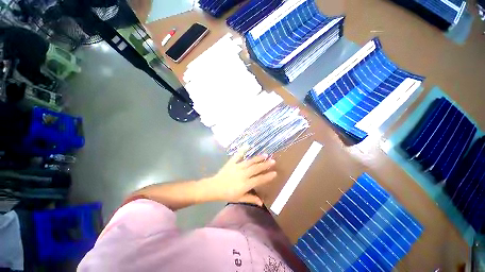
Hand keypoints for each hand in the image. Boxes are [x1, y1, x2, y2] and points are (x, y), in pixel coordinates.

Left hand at [204, 150, 276, 201]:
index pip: (259, 180)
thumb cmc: (227, 194)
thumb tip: (262, 203)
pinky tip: (247, 145)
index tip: (275, 173)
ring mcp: (237, 167)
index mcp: (245, 184)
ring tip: (265, 155)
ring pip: (250, 162)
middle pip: (256, 169)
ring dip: (258, 158)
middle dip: (265, 165)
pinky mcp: (232, 162)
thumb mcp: (239, 198)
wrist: (214, 187)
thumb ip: (251, 199)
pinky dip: (242, 150)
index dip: (267, 176)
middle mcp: (243, 174)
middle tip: (273, 161)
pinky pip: (238, 155)